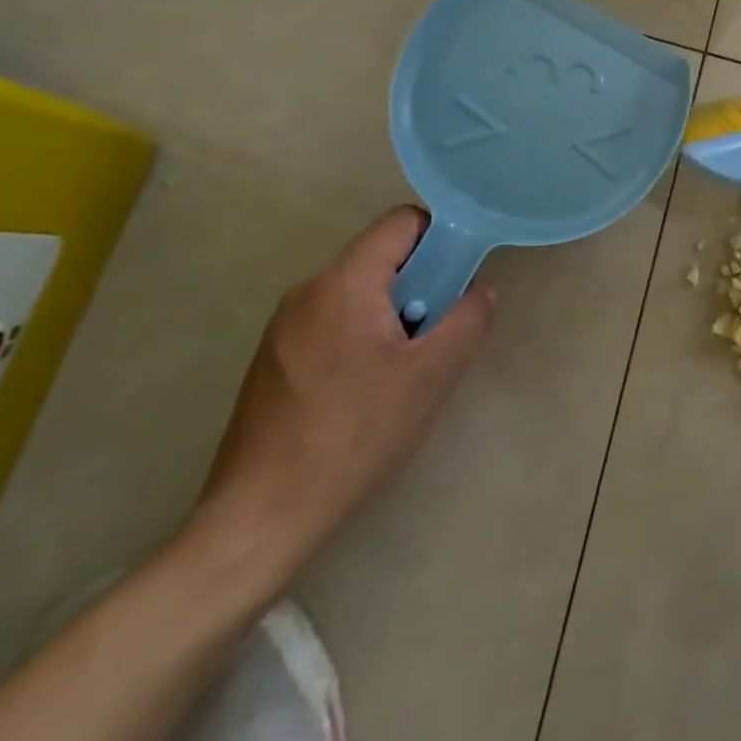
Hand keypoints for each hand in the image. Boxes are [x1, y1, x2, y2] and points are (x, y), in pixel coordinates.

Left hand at [192, 207, 492, 578]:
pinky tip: (367, 392)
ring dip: (394, 315)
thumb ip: (468, 318)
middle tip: (436, 335)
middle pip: (382, 258)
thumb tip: (479, 291)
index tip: (458, 281)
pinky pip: (334, 322)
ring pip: (360, 293)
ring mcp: (284, 327)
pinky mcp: (273, 359)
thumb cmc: (355, 435)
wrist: (260, 518)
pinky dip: (363, 337)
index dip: (442, 238)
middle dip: (421, 285)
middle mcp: (307, 291)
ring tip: (404, 371)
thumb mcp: (433, 374)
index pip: (402, 222)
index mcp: (343, 283)